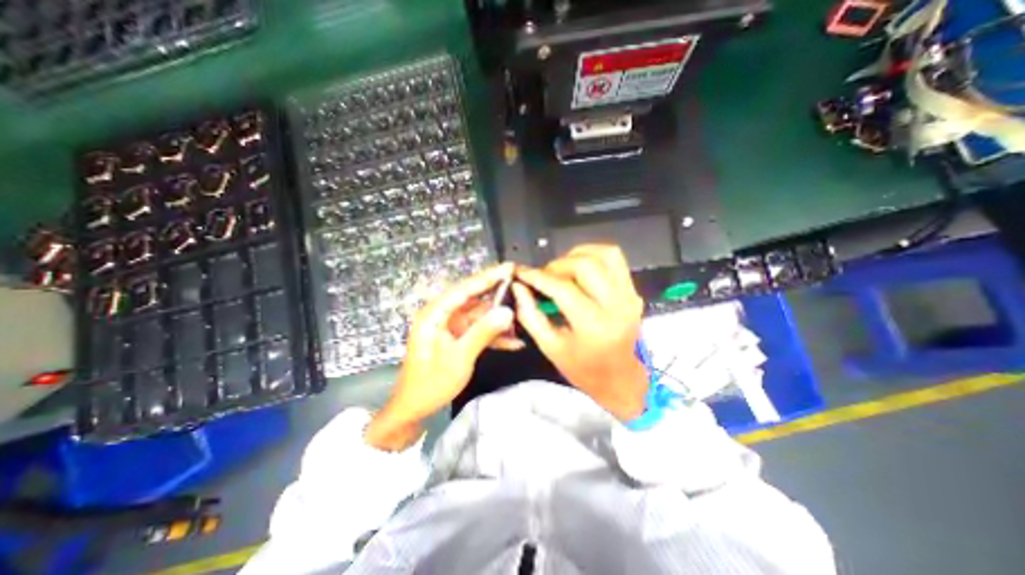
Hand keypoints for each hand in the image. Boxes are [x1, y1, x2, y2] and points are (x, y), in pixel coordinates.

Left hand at [365, 263, 515, 448]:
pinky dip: (495, 336)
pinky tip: (514, 342)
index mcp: (435, 313)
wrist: (414, 408)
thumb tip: (507, 311)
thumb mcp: (459, 358)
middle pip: (475, 299)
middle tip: (522, 288)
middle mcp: (443, 315)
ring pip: (480, 315)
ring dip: (500, 320)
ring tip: (524, 319)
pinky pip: (479, 330)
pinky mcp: (458, 337)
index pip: (464, 288)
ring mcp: (451, 326)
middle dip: (499, 296)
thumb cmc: (431, 384)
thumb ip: (483, 332)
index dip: (488, 277)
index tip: (509, 267)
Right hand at [512, 244, 646, 420]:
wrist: (622, 379)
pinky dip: (594, 255)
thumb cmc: (583, 369)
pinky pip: (615, 259)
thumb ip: (530, 314)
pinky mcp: (634, 291)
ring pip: (605, 254)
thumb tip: (518, 286)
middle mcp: (616, 305)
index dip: (537, 276)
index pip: (562, 288)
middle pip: (585, 264)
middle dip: (557, 265)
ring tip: (562, 269)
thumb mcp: (550, 347)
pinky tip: (580, 268)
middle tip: (544, 276)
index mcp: (594, 326)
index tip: (521, 272)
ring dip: (578, 255)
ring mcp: (629, 295)